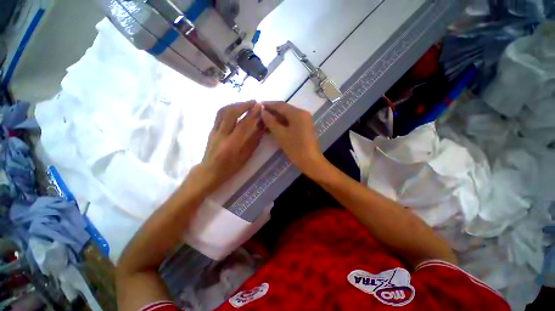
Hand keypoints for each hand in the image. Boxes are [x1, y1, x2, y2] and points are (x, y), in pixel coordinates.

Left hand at [196, 101, 263, 190]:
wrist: (209, 171)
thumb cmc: (230, 168)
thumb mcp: (245, 157)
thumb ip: (253, 141)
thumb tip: (261, 127)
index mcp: (231, 145)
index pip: (243, 125)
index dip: (252, 114)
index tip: (259, 106)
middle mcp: (221, 135)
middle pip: (230, 113)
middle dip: (243, 104)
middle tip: (254, 102)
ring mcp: (214, 131)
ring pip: (222, 111)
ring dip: (235, 104)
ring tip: (245, 103)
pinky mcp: (211, 130)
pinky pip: (219, 115)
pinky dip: (229, 108)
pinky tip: (236, 109)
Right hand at [260, 102, 324, 173]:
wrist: (310, 161)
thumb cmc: (295, 148)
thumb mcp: (281, 134)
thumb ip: (271, 122)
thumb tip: (263, 111)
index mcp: (297, 113)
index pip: (280, 105)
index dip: (268, 104)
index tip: (258, 105)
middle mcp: (302, 113)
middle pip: (284, 109)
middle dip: (272, 112)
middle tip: (259, 114)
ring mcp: (304, 120)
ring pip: (287, 116)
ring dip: (276, 118)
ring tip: (264, 121)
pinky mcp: (304, 126)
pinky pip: (291, 121)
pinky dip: (282, 123)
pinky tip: (273, 127)